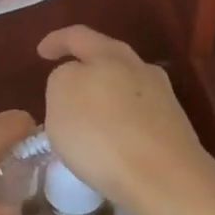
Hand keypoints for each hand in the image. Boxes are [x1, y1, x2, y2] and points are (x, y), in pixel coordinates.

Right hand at [36, 26, 214, 214]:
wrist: (164, 178)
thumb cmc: (102, 133)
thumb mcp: (61, 96)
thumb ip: (63, 78)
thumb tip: (77, 79)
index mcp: (110, 54)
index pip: (78, 36)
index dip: (57, 41)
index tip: (42, 52)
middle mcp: (141, 68)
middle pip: (108, 59)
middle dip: (86, 68)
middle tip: (65, 84)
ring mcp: (162, 98)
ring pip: (125, 88)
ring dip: (104, 97)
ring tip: (86, 119)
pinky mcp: (173, 129)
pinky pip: (137, 117)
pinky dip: (120, 122)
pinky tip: (110, 142)